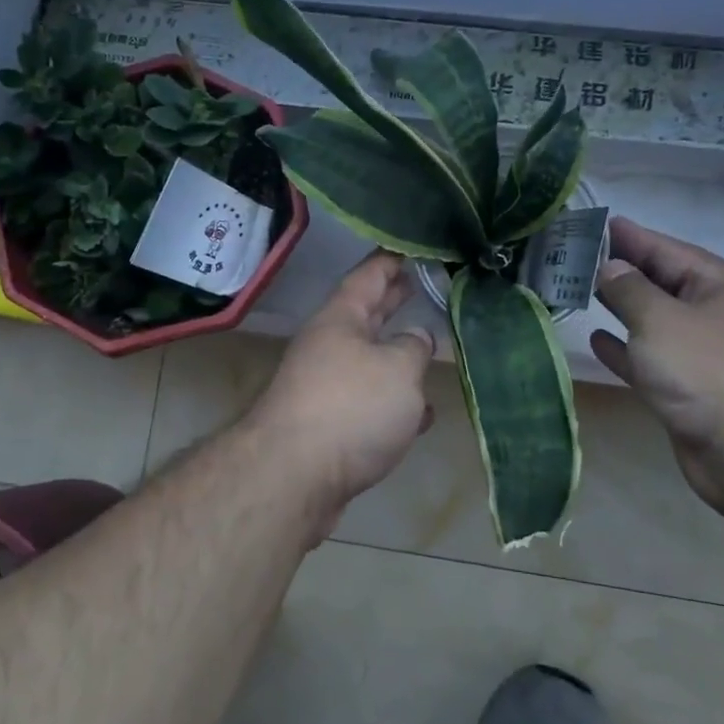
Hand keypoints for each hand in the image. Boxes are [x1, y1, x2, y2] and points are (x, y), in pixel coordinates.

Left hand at [240, 251, 435, 525]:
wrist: (293, 477)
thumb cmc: (350, 408)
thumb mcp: (398, 368)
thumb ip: (414, 347)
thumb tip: (416, 337)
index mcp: (340, 319)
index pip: (369, 275)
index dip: (392, 258)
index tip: (414, 246)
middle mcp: (329, 346)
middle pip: (366, 314)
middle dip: (394, 300)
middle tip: (423, 283)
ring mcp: (326, 386)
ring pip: (370, 360)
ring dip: (398, 354)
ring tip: (430, 345)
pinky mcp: (330, 426)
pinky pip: (369, 403)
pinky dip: (395, 403)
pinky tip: (422, 415)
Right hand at [590, 217, 723, 512]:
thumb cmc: (708, 371)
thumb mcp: (660, 319)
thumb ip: (629, 289)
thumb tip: (610, 268)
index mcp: (722, 286)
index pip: (668, 250)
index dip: (631, 237)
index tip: (596, 224)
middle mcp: (717, 315)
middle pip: (662, 284)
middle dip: (622, 271)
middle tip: (576, 257)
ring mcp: (705, 355)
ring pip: (655, 322)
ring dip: (621, 309)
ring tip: (580, 291)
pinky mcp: (691, 391)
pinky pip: (652, 359)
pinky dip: (626, 349)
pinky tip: (597, 340)